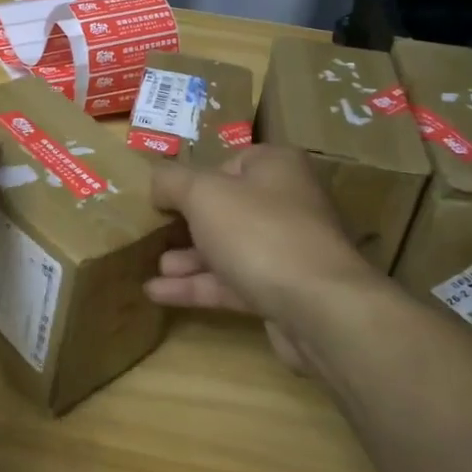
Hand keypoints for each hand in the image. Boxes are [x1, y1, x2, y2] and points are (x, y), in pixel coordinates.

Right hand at [146, 146, 381, 366]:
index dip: (195, 179)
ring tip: (152, 267)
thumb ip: (171, 181)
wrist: (318, 308)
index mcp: (276, 167)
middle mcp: (286, 203)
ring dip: (188, 258)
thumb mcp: (202, 194)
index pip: (229, 163)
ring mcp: (286, 250)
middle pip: (226, 208)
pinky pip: (232, 282)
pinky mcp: (281, 291)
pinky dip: (197, 286)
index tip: (164, 197)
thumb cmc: (258, 232)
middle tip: (153, 233)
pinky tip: (159, 294)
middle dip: (187, 223)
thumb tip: (155, 182)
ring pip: (227, 248)